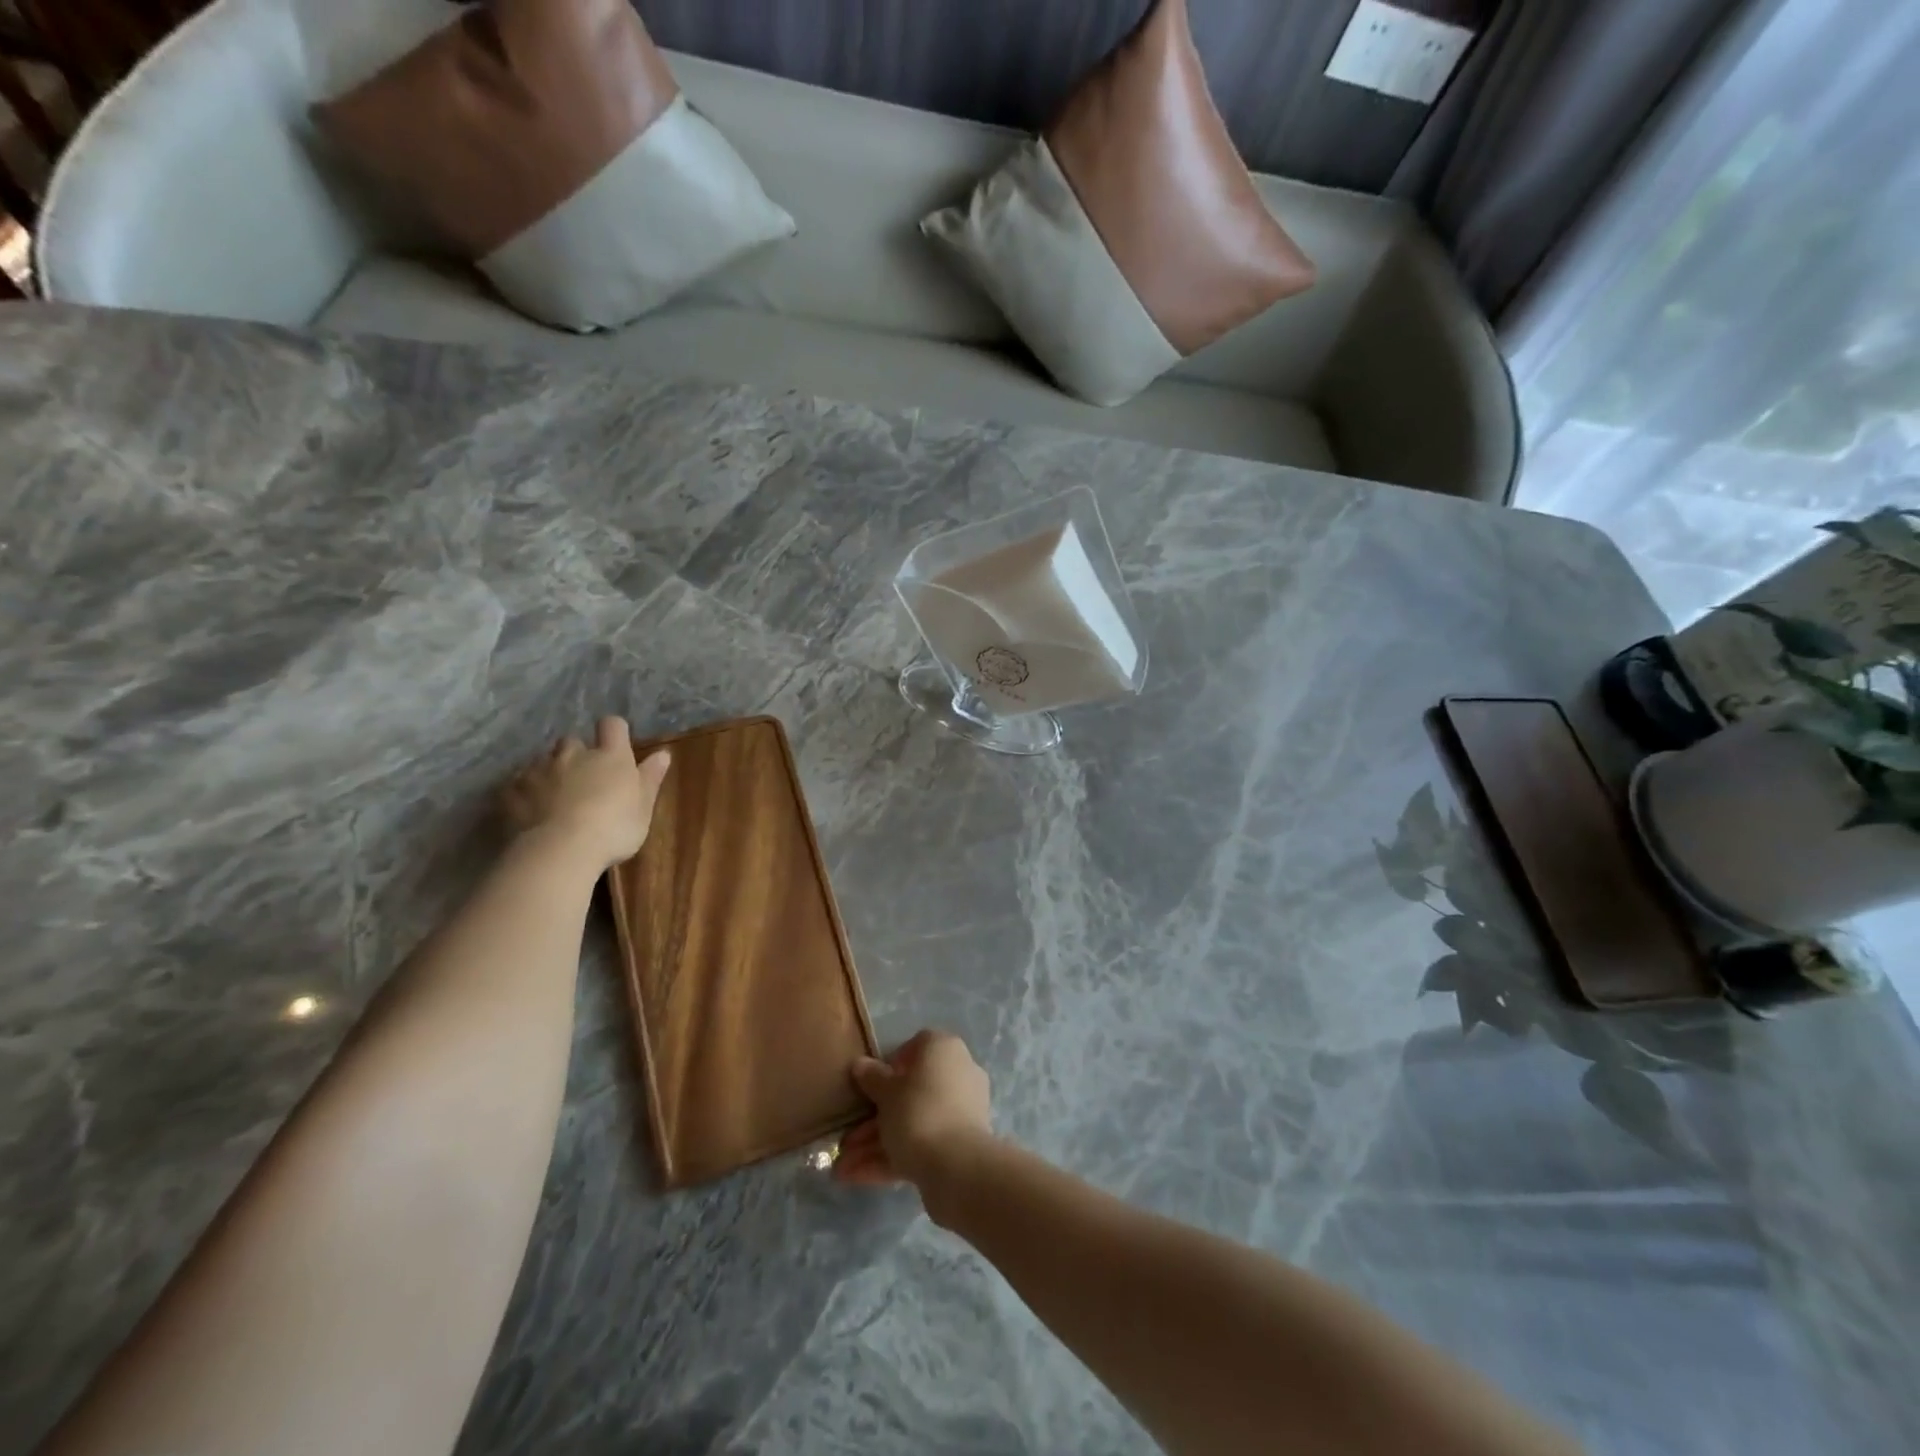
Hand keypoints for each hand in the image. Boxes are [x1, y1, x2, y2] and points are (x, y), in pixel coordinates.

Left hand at [501, 717, 670, 871]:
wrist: (559, 851)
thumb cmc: (613, 828)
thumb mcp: (643, 807)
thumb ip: (650, 778)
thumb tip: (663, 753)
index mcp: (610, 756)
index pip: (613, 726)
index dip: (614, 732)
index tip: (616, 746)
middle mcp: (573, 754)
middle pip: (572, 741)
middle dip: (576, 754)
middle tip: (582, 778)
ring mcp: (538, 770)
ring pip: (542, 761)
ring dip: (549, 772)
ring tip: (553, 798)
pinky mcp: (511, 791)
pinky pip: (516, 784)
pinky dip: (523, 793)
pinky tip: (528, 811)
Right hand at [836, 1030, 992, 1190]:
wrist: (956, 1165)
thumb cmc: (917, 1112)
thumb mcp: (886, 1093)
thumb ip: (872, 1077)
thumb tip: (860, 1064)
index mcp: (943, 1049)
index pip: (916, 1047)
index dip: (890, 1065)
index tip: (871, 1086)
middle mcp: (958, 1073)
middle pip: (911, 1092)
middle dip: (875, 1118)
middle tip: (847, 1138)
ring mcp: (961, 1110)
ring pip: (914, 1121)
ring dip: (877, 1143)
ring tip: (842, 1167)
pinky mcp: (960, 1144)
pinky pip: (923, 1143)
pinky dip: (893, 1157)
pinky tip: (857, 1177)